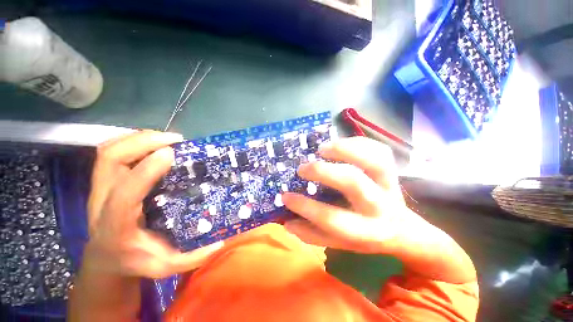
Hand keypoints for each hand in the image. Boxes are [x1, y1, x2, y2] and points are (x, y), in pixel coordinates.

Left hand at [85, 131, 223, 278]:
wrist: (105, 258)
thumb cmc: (135, 261)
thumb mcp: (165, 267)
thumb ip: (193, 258)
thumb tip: (221, 242)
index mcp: (116, 226)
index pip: (124, 194)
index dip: (145, 170)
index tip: (171, 154)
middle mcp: (101, 202)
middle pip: (109, 160)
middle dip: (142, 143)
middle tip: (175, 140)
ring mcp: (100, 187)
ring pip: (109, 151)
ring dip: (139, 138)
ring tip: (168, 139)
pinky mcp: (105, 180)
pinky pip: (113, 151)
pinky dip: (133, 141)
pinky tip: (155, 144)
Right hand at [282, 136, 411, 253]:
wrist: (401, 229)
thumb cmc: (366, 236)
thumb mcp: (339, 243)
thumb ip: (313, 234)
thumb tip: (287, 222)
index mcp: (364, 230)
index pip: (330, 218)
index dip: (305, 206)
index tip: (286, 196)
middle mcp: (378, 206)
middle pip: (353, 183)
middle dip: (323, 172)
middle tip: (303, 168)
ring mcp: (389, 185)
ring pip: (374, 160)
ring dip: (344, 149)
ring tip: (322, 149)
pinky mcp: (392, 171)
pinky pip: (379, 150)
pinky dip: (359, 143)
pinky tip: (340, 144)